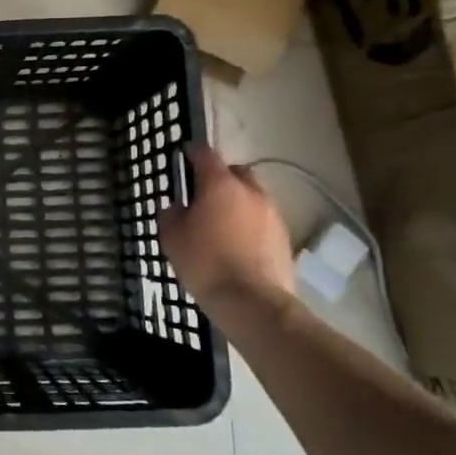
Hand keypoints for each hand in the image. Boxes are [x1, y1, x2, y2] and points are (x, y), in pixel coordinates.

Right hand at [158, 144, 295, 307]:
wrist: (252, 302)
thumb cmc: (205, 263)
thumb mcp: (172, 239)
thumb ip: (171, 215)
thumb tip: (176, 207)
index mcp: (220, 185)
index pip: (206, 155)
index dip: (193, 152)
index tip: (184, 155)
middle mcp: (250, 192)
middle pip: (236, 172)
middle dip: (221, 178)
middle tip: (204, 195)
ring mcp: (272, 214)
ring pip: (252, 197)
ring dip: (238, 203)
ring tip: (222, 224)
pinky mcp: (284, 238)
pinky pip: (262, 221)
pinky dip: (250, 225)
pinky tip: (238, 245)